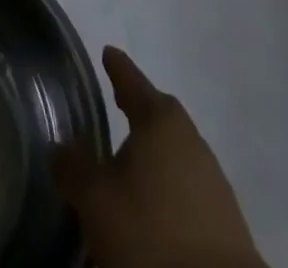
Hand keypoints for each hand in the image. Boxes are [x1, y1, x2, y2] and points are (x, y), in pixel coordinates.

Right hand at [54, 46, 266, 267]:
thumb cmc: (153, 236)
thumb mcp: (97, 201)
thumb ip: (74, 168)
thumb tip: (60, 147)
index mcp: (161, 122)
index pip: (133, 82)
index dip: (117, 68)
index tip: (108, 52)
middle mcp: (192, 143)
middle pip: (160, 117)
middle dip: (138, 112)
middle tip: (117, 105)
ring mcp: (214, 184)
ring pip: (175, 156)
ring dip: (152, 158)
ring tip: (127, 169)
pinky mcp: (227, 226)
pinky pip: (187, 193)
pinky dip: (167, 192)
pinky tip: (151, 210)